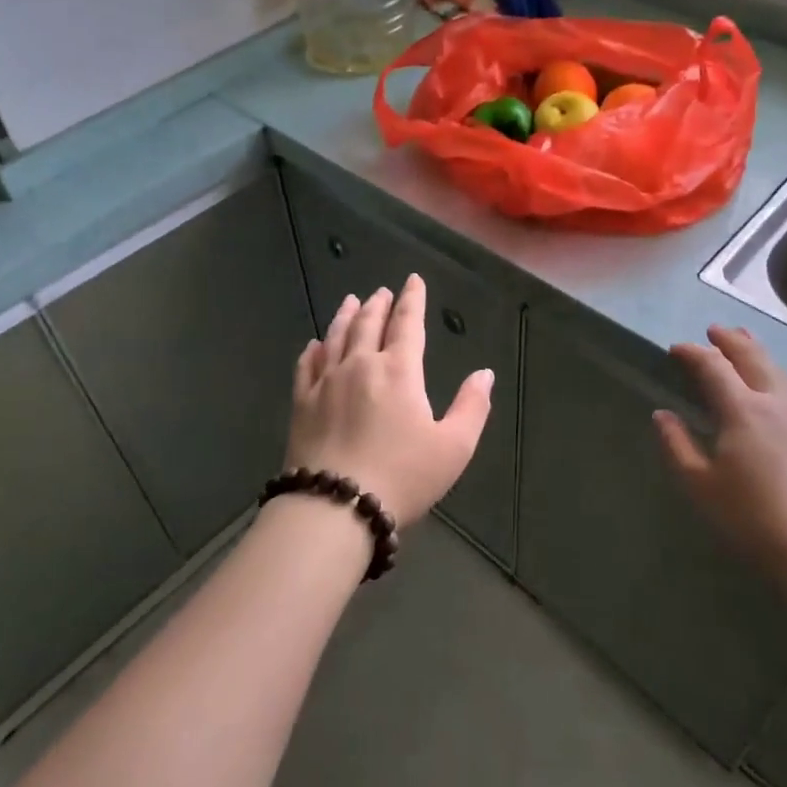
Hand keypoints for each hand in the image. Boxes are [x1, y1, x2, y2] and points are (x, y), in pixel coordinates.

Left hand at [283, 275, 493, 527]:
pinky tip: (314, 345)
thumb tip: (484, 374)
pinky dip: (313, 350)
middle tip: (382, 292)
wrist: (336, 505)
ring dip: (346, 316)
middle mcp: (361, 365)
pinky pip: (306, 366)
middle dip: (378, 304)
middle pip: (369, 324)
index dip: (412, 300)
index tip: (413, 280)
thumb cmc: (403, 476)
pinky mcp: (302, 403)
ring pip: (336, 337)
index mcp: (399, 371)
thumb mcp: (454, 447)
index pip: (408, 324)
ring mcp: (326, 382)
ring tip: (350, 302)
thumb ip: (472, 407)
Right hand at [654, 326, 786, 593]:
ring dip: (757, 352)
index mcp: (742, 410)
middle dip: (731, 341)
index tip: (675, 349)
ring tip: (745, 343)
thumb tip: (662, 415)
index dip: (693, 353)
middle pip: (753, 358)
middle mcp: (775, 404)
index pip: (713, 367)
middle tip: (714, 330)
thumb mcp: (699, 484)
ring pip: (778, 372)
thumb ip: (677, 445)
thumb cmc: (750, 518)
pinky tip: (771, 388)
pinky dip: (773, 374)